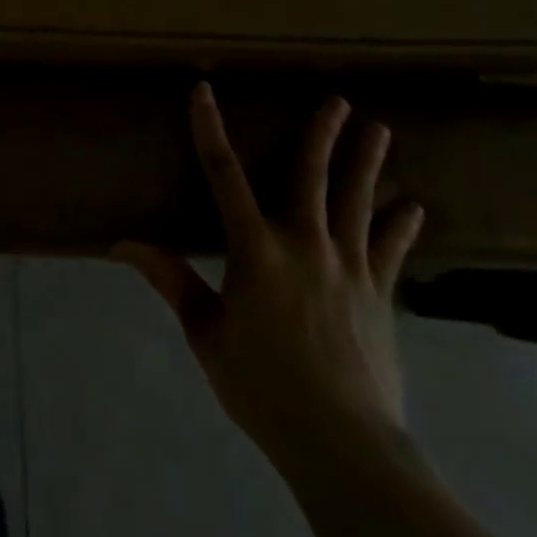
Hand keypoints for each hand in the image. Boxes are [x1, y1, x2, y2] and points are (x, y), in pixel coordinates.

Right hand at [114, 87, 423, 467]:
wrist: (344, 444)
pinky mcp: (379, 296)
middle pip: (312, 177)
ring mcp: (349, 268)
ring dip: (367, 164)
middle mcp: (305, 245)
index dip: (209, 130)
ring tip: (380, 129)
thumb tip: (123, 243)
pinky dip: (400, 226)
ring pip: (358, 202)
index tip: (203, 91)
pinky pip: (390, 251)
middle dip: (322, 135)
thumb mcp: (206, 334)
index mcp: (255, 250)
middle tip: (338, 100)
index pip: (224, 175)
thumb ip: (172, 281)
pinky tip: (413, 207)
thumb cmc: (264, 387)